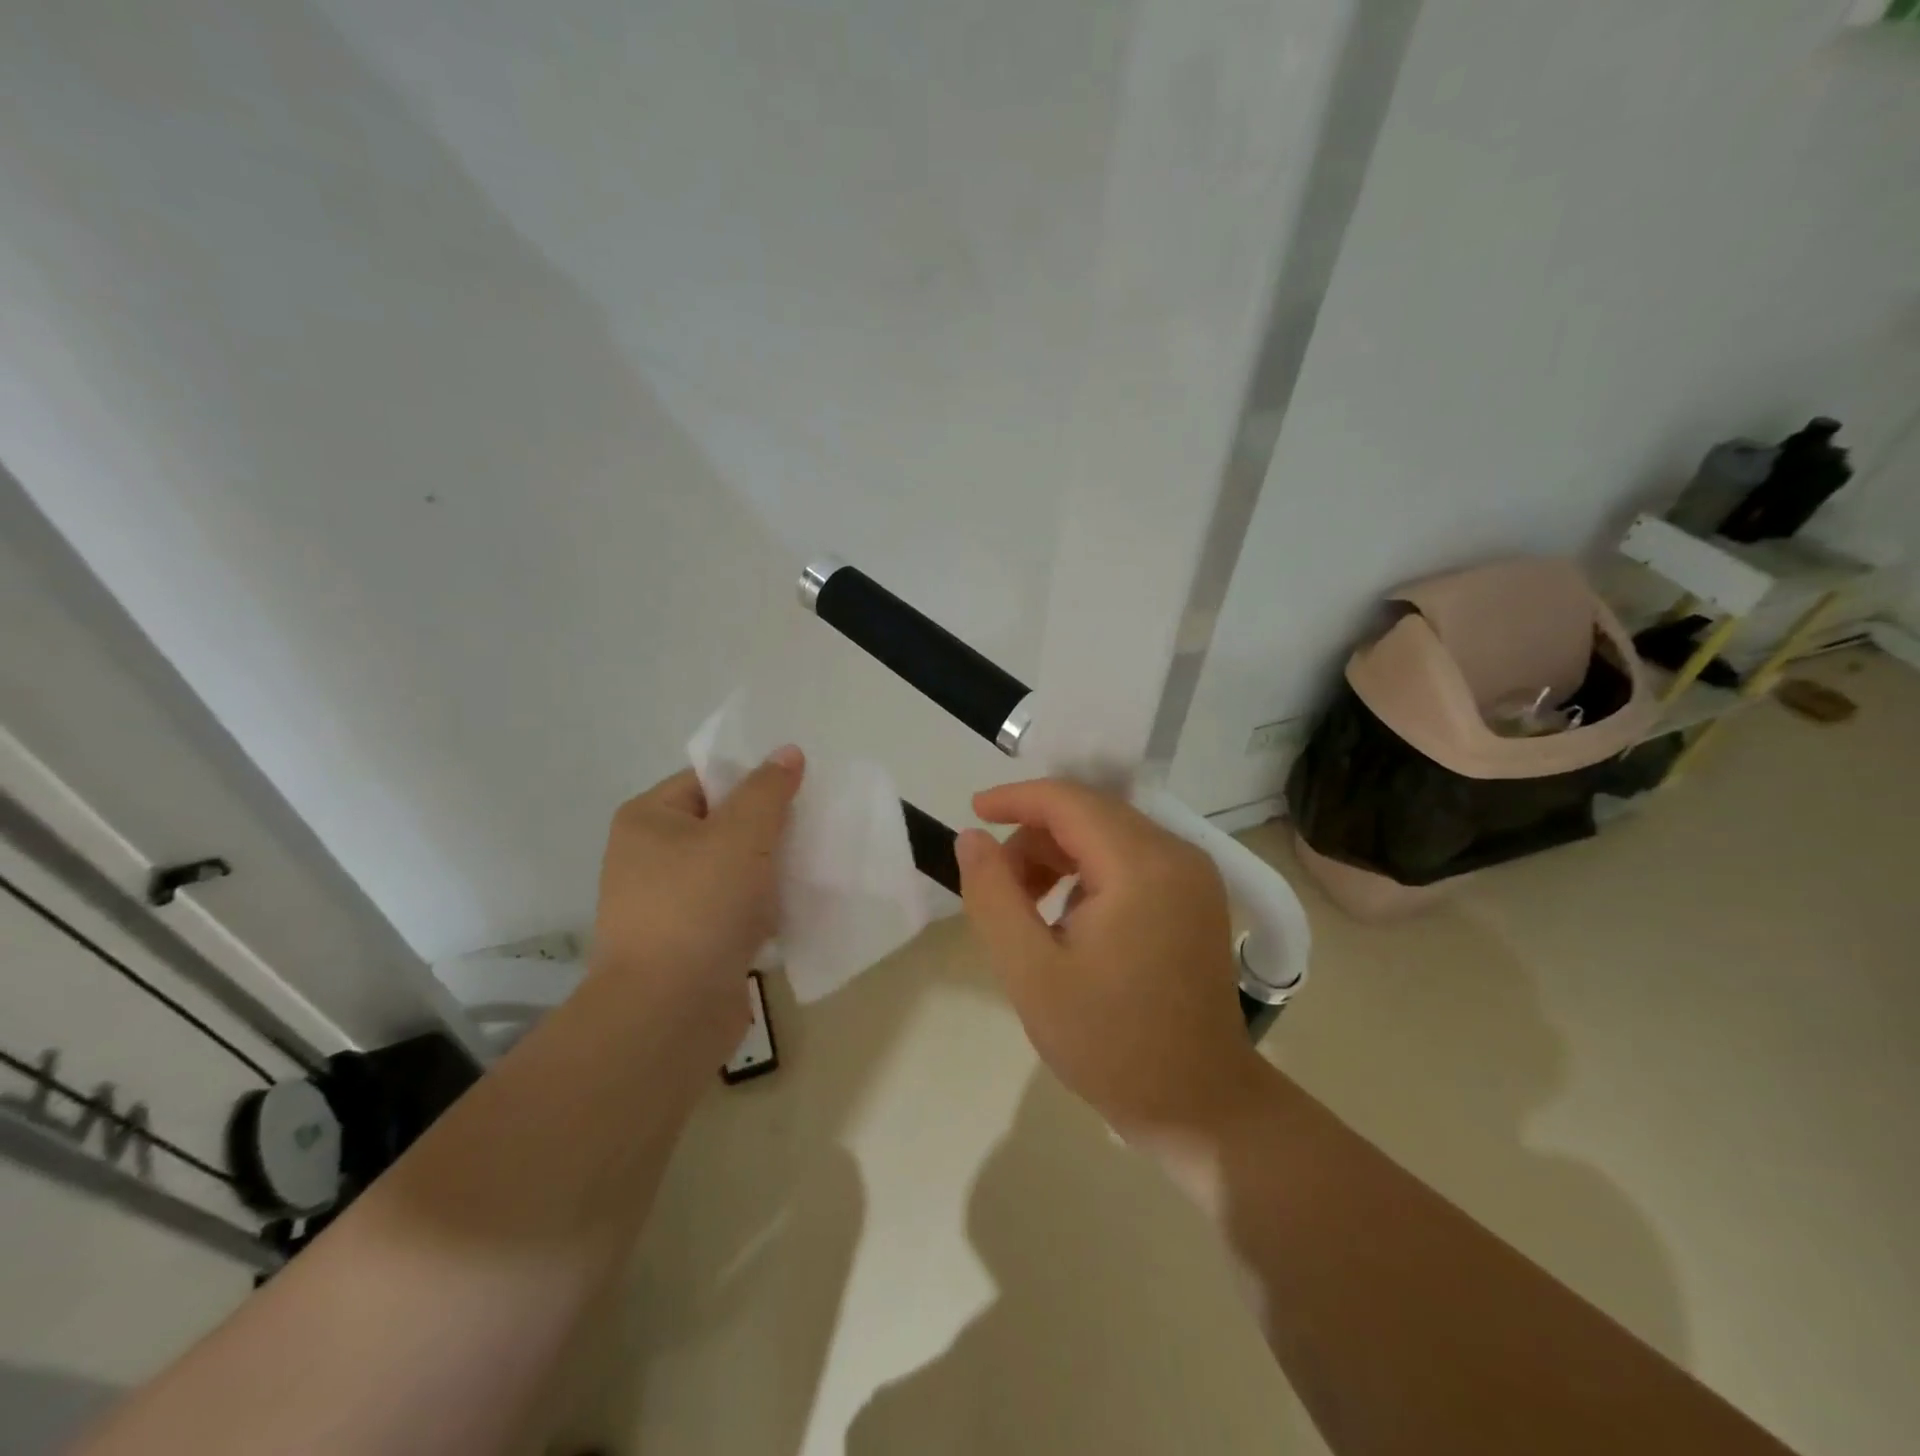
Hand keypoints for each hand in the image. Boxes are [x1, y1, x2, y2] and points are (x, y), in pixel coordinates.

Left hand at [589, 748, 803, 1062]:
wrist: (669, 1013)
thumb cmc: (700, 906)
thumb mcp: (741, 834)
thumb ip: (768, 790)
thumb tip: (788, 752)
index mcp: (649, 820)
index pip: (708, 779)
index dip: (755, 780)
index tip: (801, 791)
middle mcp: (650, 857)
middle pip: (724, 824)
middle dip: (770, 827)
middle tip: (815, 827)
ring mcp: (669, 903)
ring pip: (734, 868)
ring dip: (772, 868)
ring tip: (815, 864)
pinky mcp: (691, 942)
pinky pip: (735, 908)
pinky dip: (764, 906)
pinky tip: (798, 905)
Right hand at [955, 779, 1264, 1136]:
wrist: (1197, 1104)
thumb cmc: (1109, 1043)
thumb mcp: (1030, 972)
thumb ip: (993, 895)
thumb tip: (971, 837)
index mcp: (1141, 866)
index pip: (1069, 801)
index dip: (1016, 799)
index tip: (973, 814)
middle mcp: (1177, 853)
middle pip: (1090, 813)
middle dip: (1034, 836)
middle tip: (999, 887)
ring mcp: (1193, 874)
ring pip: (1108, 833)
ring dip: (1059, 855)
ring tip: (1029, 910)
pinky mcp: (1195, 895)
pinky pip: (1130, 857)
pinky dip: (1089, 870)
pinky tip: (1068, 917)